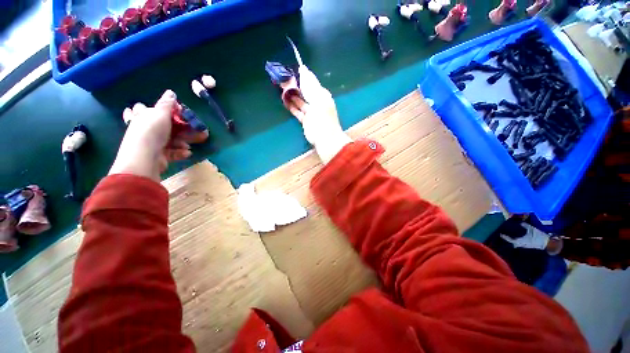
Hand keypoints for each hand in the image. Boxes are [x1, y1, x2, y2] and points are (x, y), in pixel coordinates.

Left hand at [109, 90, 197, 181]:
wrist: (146, 157)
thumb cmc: (151, 131)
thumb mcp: (160, 114)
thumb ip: (167, 104)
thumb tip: (170, 92)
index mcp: (142, 117)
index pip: (144, 109)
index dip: (157, 109)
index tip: (174, 112)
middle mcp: (145, 129)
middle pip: (164, 126)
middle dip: (180, 129)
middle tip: (194, 130)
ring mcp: (152, 143)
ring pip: (171, 140)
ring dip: (182, 141)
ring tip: (189, 144)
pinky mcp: (159, 155)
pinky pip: (172, 151)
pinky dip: (180, 152)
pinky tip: (187, 152)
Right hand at [287, 66, 351, 162]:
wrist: (325, 137)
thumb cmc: (322, 116)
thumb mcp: (317, 98)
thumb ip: (309, 84)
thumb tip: (303, 68)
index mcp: (322, 95)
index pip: (312, 83)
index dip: (303, 76)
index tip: (292, 70)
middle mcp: (317, 102)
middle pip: (305, 92)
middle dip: (295, 86)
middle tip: (283, 78)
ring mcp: (311, 112)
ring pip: (300, 101)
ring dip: (292, 96)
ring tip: (281, 88)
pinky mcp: (305, 121)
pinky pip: (297, 111)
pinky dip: (292, 106)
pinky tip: (284, 100)